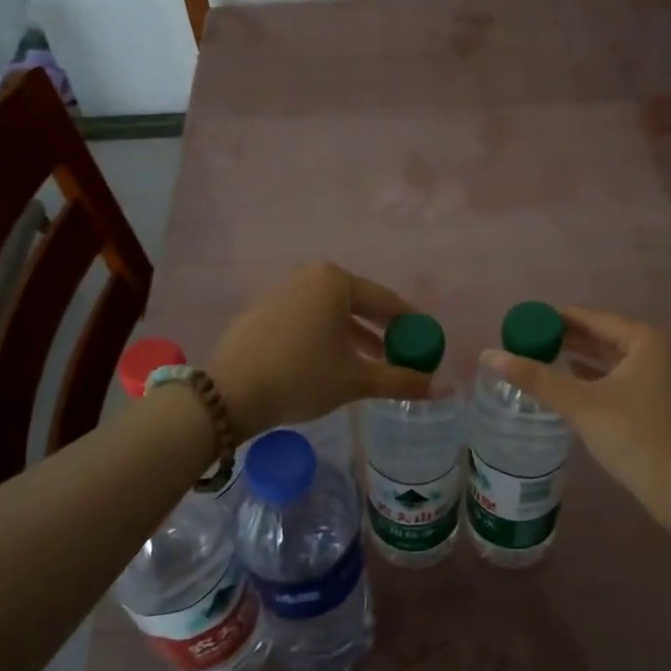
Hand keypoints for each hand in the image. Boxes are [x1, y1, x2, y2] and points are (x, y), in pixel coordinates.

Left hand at [209, 263, 430, 439]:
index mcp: (336, 281)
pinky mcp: (263, 311)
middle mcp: (309, 276)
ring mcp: (282, 291)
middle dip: (383, 331)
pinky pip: (308, 320)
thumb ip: (400, 380)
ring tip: (373, 364)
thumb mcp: (356, 380)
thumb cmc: (301, 376)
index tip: (427, 344)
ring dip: (355, 337)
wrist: (228, 394)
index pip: (387, 301)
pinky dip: (326, 337)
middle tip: (403, 356)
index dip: (411, 325)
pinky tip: (331, 364)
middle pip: (359, 304)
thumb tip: (442, 387)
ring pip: (332, 313)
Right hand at [481, 308, 670, 512]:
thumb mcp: (581, 404)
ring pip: (614, 359)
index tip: (527, 320)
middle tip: (530, 339)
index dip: (558, 318)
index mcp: (647, 339)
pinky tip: (572, 382)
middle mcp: (660, 350)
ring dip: (581, 358)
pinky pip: (622, 377)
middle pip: (605, 336)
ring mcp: (665, 377)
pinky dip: (597, 377)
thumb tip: (488, 354)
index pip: (594, 319)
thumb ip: (536, 378)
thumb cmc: (634, 435)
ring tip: (544, 357)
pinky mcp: (662, 402)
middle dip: (568, 338)